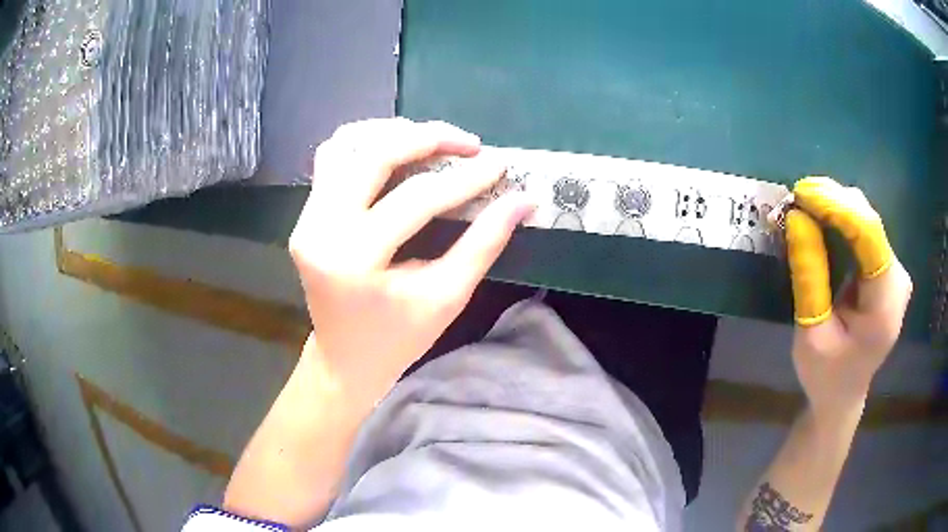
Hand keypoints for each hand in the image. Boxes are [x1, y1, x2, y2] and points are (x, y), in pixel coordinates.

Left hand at [289, 118, 533, 406]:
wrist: (345, 358)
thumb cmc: (398, 338)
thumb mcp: (446, 297)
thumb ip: (484, 243)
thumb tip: (524, 200)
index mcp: (354, 259)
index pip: (416, 199)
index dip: (464, 179)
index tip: (499, 165)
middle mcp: (320, 229)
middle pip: (373, 154)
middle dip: (428, 138)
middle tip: (469, 144)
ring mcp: (307, 218)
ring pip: (346, 145)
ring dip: (393, 134)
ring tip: (432, 142)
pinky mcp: (306, 214)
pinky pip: (332, 158)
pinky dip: (364, 144)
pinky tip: (394, 152)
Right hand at [785, 177, 912, 414]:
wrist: (843, 395)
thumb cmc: (826, 375)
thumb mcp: (811, 335)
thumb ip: (809, 278)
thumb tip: (795, 219)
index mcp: (885, 306)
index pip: (869, 237)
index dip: (837, 207)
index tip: (801, 192)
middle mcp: (898, 279)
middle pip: (869, 222)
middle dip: (833, 202)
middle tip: (796, 198)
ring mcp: (894, 270)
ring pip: (866, 219)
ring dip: (834, 207)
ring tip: (803, 205)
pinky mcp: (886, 267)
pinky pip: (864, 229)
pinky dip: (840, 219)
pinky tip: (820, 216)